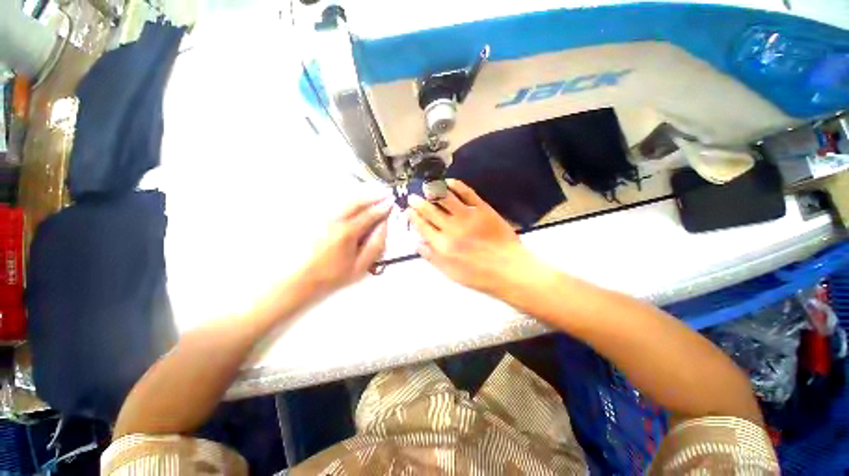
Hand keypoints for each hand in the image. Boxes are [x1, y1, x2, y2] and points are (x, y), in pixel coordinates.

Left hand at [300, 195, 392, 296]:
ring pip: (348, 202)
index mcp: (348, 233)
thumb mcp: (361, 265)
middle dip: (373, 196)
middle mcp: (337, 221)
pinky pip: (341, 206)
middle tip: (386, 193)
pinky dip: (353, 201)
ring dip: (363, 196)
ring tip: (376, 193)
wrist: (307, 279)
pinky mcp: (323, 222)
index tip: (392, 202)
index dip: (382, 208)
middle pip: (357, 203)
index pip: (369, 215)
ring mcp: (328, 220)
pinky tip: (360, 201)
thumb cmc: (336, 275)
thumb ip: (375, 245)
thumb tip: (384, 227)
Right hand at [407, 179, 537, 294]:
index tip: (408, 210)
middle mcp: (451, 228)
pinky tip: (449, 182)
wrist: (509, 269)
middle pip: (430, 210)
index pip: (422, 226)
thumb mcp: (450, 273)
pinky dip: (456, 185)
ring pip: (445, 198)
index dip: (414, 217)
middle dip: (418, 202)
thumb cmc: (479, 276)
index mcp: (442, 245)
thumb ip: (432, 257)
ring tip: (427, 187)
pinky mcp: (482, 209)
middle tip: (412, 197)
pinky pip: (467, 193)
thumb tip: (417, 243)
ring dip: (433, 191)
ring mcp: (467, 216)